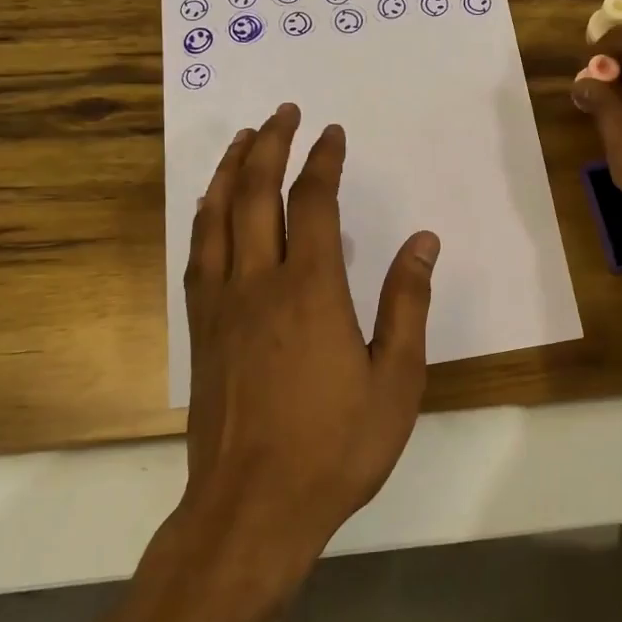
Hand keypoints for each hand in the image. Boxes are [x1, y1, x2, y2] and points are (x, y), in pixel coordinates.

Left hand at [181, 103, 439, 566]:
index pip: (315, 203)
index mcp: (312, 290)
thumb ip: (408, 304)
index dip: (323, 161)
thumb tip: (423, 241)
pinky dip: (204, 217)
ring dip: (230, 171)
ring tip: (241, 139)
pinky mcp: (202, 331)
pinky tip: (209, 207)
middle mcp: (259, 282)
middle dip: (270, 145)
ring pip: (218, 217)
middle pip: (257, 194)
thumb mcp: (396, 380)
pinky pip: (198, 255)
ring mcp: (222, 305)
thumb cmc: (335, 446)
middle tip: (282, 113)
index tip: (332, 133)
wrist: (251, 509)